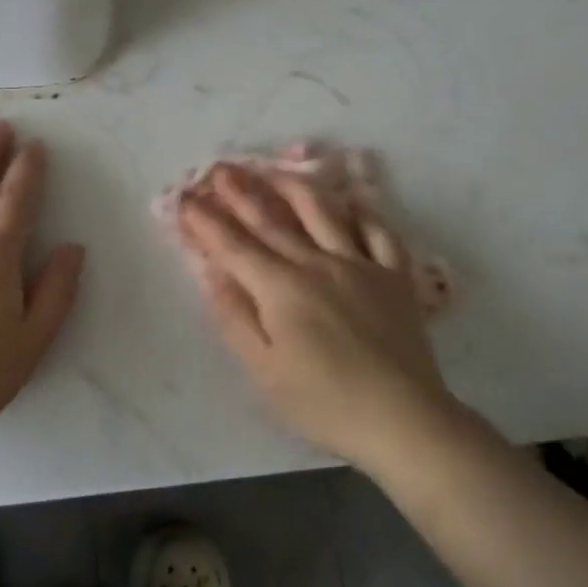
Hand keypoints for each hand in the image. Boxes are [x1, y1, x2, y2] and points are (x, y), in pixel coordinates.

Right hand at [177, 163, 456, 471]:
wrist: (403, 418)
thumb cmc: (324, 403)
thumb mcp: (264, 372)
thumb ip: (235, 318)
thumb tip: (211, 273)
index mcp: (281, 288)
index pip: (234, 246)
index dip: (206, 221)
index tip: (185, 199)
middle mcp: (317, 263)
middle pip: (272, 219)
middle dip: (241, 191)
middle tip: (220, 168)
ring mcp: (360, 263)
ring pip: (323, 211)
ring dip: (293, 185)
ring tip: (275, 168)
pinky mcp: (394, 274)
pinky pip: (378, 231)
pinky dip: (362, 211)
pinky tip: (350, 200)